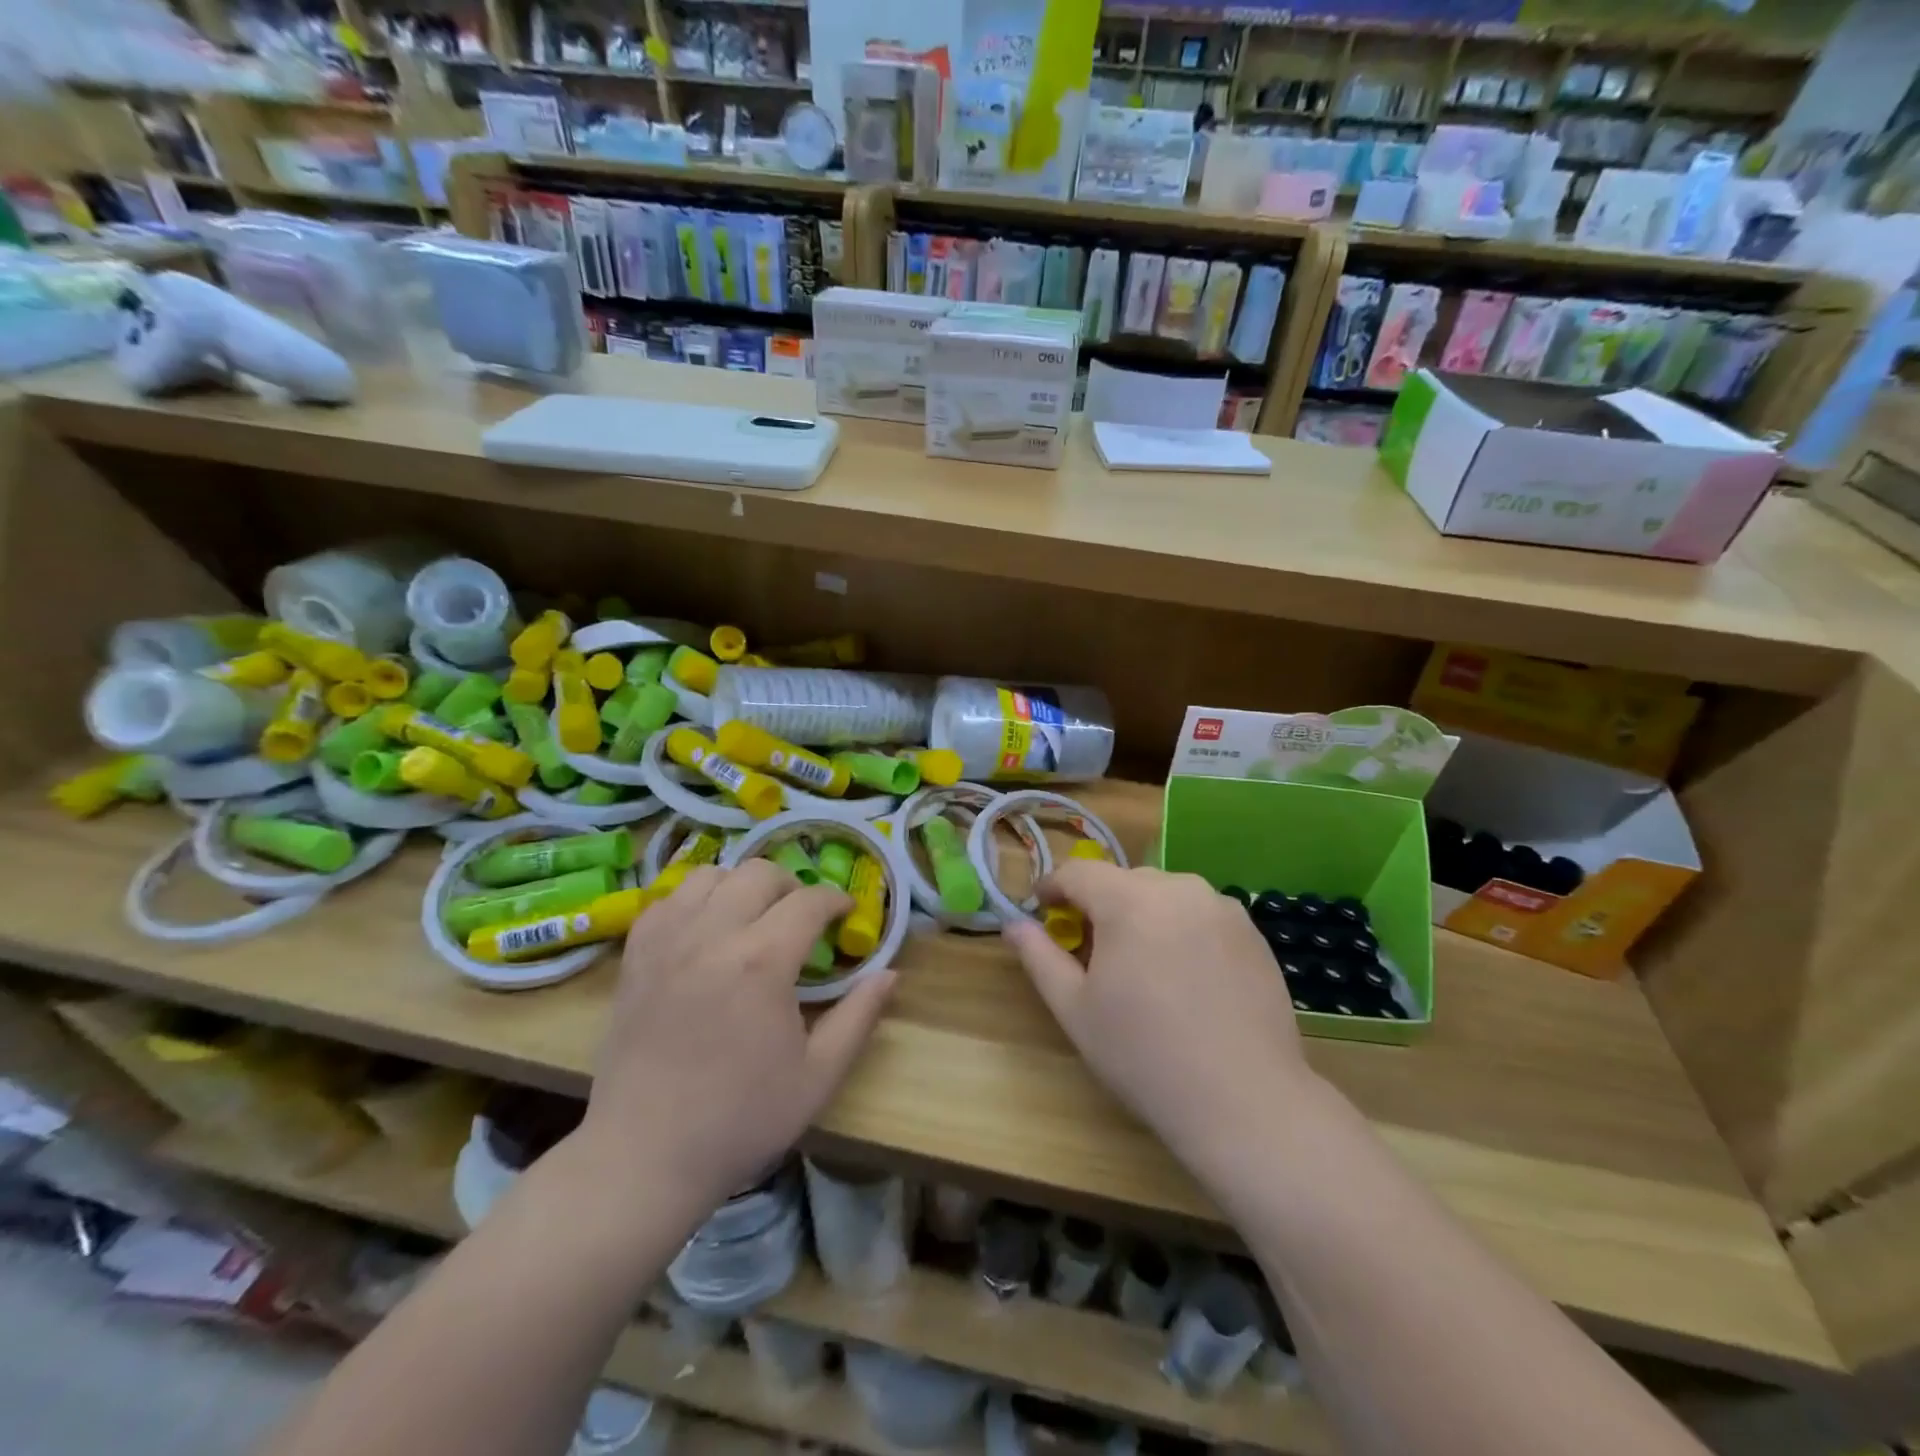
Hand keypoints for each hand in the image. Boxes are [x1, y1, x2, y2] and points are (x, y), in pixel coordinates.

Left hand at [578, 861, 894, 1216]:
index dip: (835, 901)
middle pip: (759, 873)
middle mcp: (713, 934)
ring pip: (709, 875)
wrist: (644, 1157)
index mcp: (762, 961)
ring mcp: (667, 941)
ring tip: (751, 918)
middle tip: (802, 919)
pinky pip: (667, 900)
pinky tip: (704, 931)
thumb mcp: (818, 1076)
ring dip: (740, 887)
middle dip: (791, 887)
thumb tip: (891, 974)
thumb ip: (859, 1017)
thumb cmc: (740, 1120)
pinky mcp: (635, 957)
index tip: (846, 914)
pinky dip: (693, 901)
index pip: (809, 901)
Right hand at [1004, 863, 1311, 1184]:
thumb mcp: (1075, 1009)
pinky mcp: (1252, 932)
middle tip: (1092, 952)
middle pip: (1122, 881)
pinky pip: (1200, 913)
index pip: (1078, 872)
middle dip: (1099, 905)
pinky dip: (1180, 929)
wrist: (1244, 1101)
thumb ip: (1039, 956)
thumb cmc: (1144, 1055)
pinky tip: (1185, 978)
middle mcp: (1178, 888)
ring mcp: (1221, 907)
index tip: (1042, 911)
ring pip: (1163, 894)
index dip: (1053, 888)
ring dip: (1142, 914)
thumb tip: (1012, 924)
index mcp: (1129, 900)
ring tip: (1142, 966)